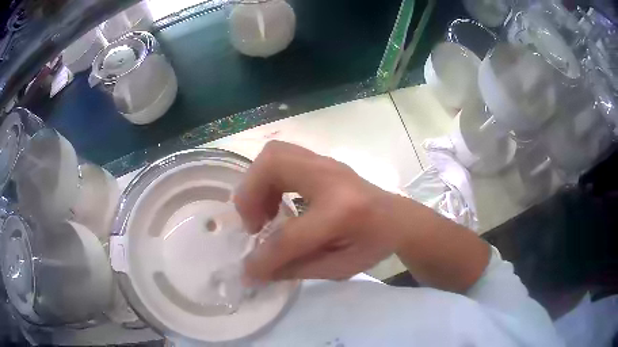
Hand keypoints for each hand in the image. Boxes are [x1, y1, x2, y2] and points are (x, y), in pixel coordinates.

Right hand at [234, 141, 396, 281]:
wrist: (398, 218)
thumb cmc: (374, 245)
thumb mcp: (339, 268)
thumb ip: (295, 269)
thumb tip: (256, 270)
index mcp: (343, 213)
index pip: (289, 235)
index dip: (263, 257)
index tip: (249, 270)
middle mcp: (332, 178)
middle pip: (273, 165)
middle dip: (250, 194)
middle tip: (254, 224)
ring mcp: (328, 163)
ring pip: (274, 154)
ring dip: (257, 184)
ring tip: (263, 213)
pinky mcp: (323, 161)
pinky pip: (282, 157)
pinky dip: (268, 178)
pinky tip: (277, 203)